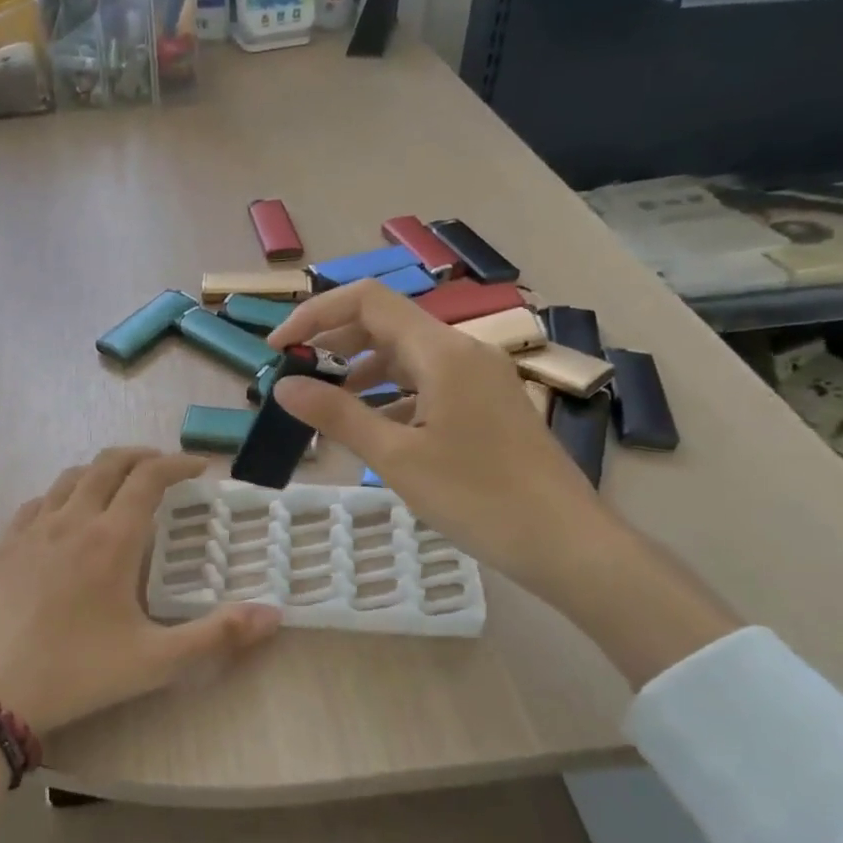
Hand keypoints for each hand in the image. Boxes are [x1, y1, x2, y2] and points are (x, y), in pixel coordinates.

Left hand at [0, 448, 281, 734]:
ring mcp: (30, 530)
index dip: (177, 464)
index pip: (149, 478)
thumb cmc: (77, 674)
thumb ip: (217, 636)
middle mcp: (71, 520)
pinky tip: (65, 518)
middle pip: (108, 464)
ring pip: (70, 477)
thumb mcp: (155, 662)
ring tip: (119, 487)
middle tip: (164, 468)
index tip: (198, 467)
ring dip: (101, 471)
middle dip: (142, 456)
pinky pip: (37, 502)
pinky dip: (62, 495)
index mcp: (111, 539)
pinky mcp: (2, 546)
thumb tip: (274, 613)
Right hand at [269, 282, 737, 685]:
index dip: (315, 314)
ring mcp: (479, 377)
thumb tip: (283, 385)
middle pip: (386, 324)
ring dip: (362, 370)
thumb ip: (337, 415)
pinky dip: (392, 394)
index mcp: (442, 351)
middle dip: (335, 343)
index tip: (277, 346)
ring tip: (327, 404)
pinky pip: (429, 383)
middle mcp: (463, 351)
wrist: (564, 541)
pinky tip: (374, 428)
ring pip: (408, 356)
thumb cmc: (477, 497)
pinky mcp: (487, 404)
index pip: (367, 301)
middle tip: (296, 375)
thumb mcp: (396, 457)